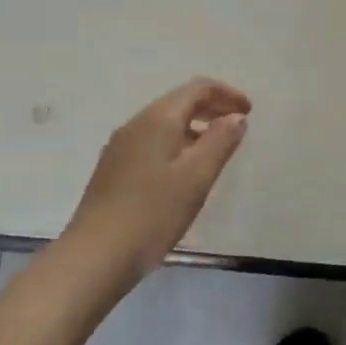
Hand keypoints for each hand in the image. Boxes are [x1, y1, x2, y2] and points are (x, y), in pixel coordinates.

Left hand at [60, 78, 251, 285]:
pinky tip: (185, 171)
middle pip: (179, 102)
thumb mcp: (197, 176)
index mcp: (158, 119)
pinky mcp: (114, 169)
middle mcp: (136, 124)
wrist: (96, 256)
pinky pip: (152, 142)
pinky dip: (177, 143)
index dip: (227, 94)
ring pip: (164, 123)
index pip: (197, 88)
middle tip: (238, 126)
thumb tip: (235, 117)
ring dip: (195, 127)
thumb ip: (221, 141)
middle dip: (212, 108)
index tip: (249, 111)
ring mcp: (121, 146)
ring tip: (217, 150)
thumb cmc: (154, 212)